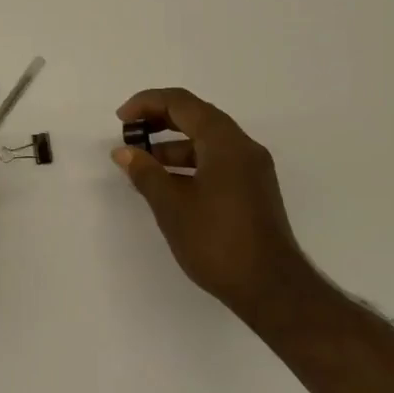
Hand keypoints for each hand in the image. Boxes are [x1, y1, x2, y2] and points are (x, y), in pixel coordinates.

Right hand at [111, 87, 311, 318]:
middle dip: (159, 120)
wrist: (271, 289)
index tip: (122, 121)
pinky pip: (217, 160)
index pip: (182, 103)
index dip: (147, 104)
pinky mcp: (253, 189)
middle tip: (130, 135)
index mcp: (225, 142)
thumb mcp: (172, 206)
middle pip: (197, 116)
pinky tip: (168, 184)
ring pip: (207, 140)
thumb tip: (124, 152)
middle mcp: (243, 147)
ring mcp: (252, 168)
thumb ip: (146, 173)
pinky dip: (190, 163)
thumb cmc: (217, 241)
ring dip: (173, 144)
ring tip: (143, 164)